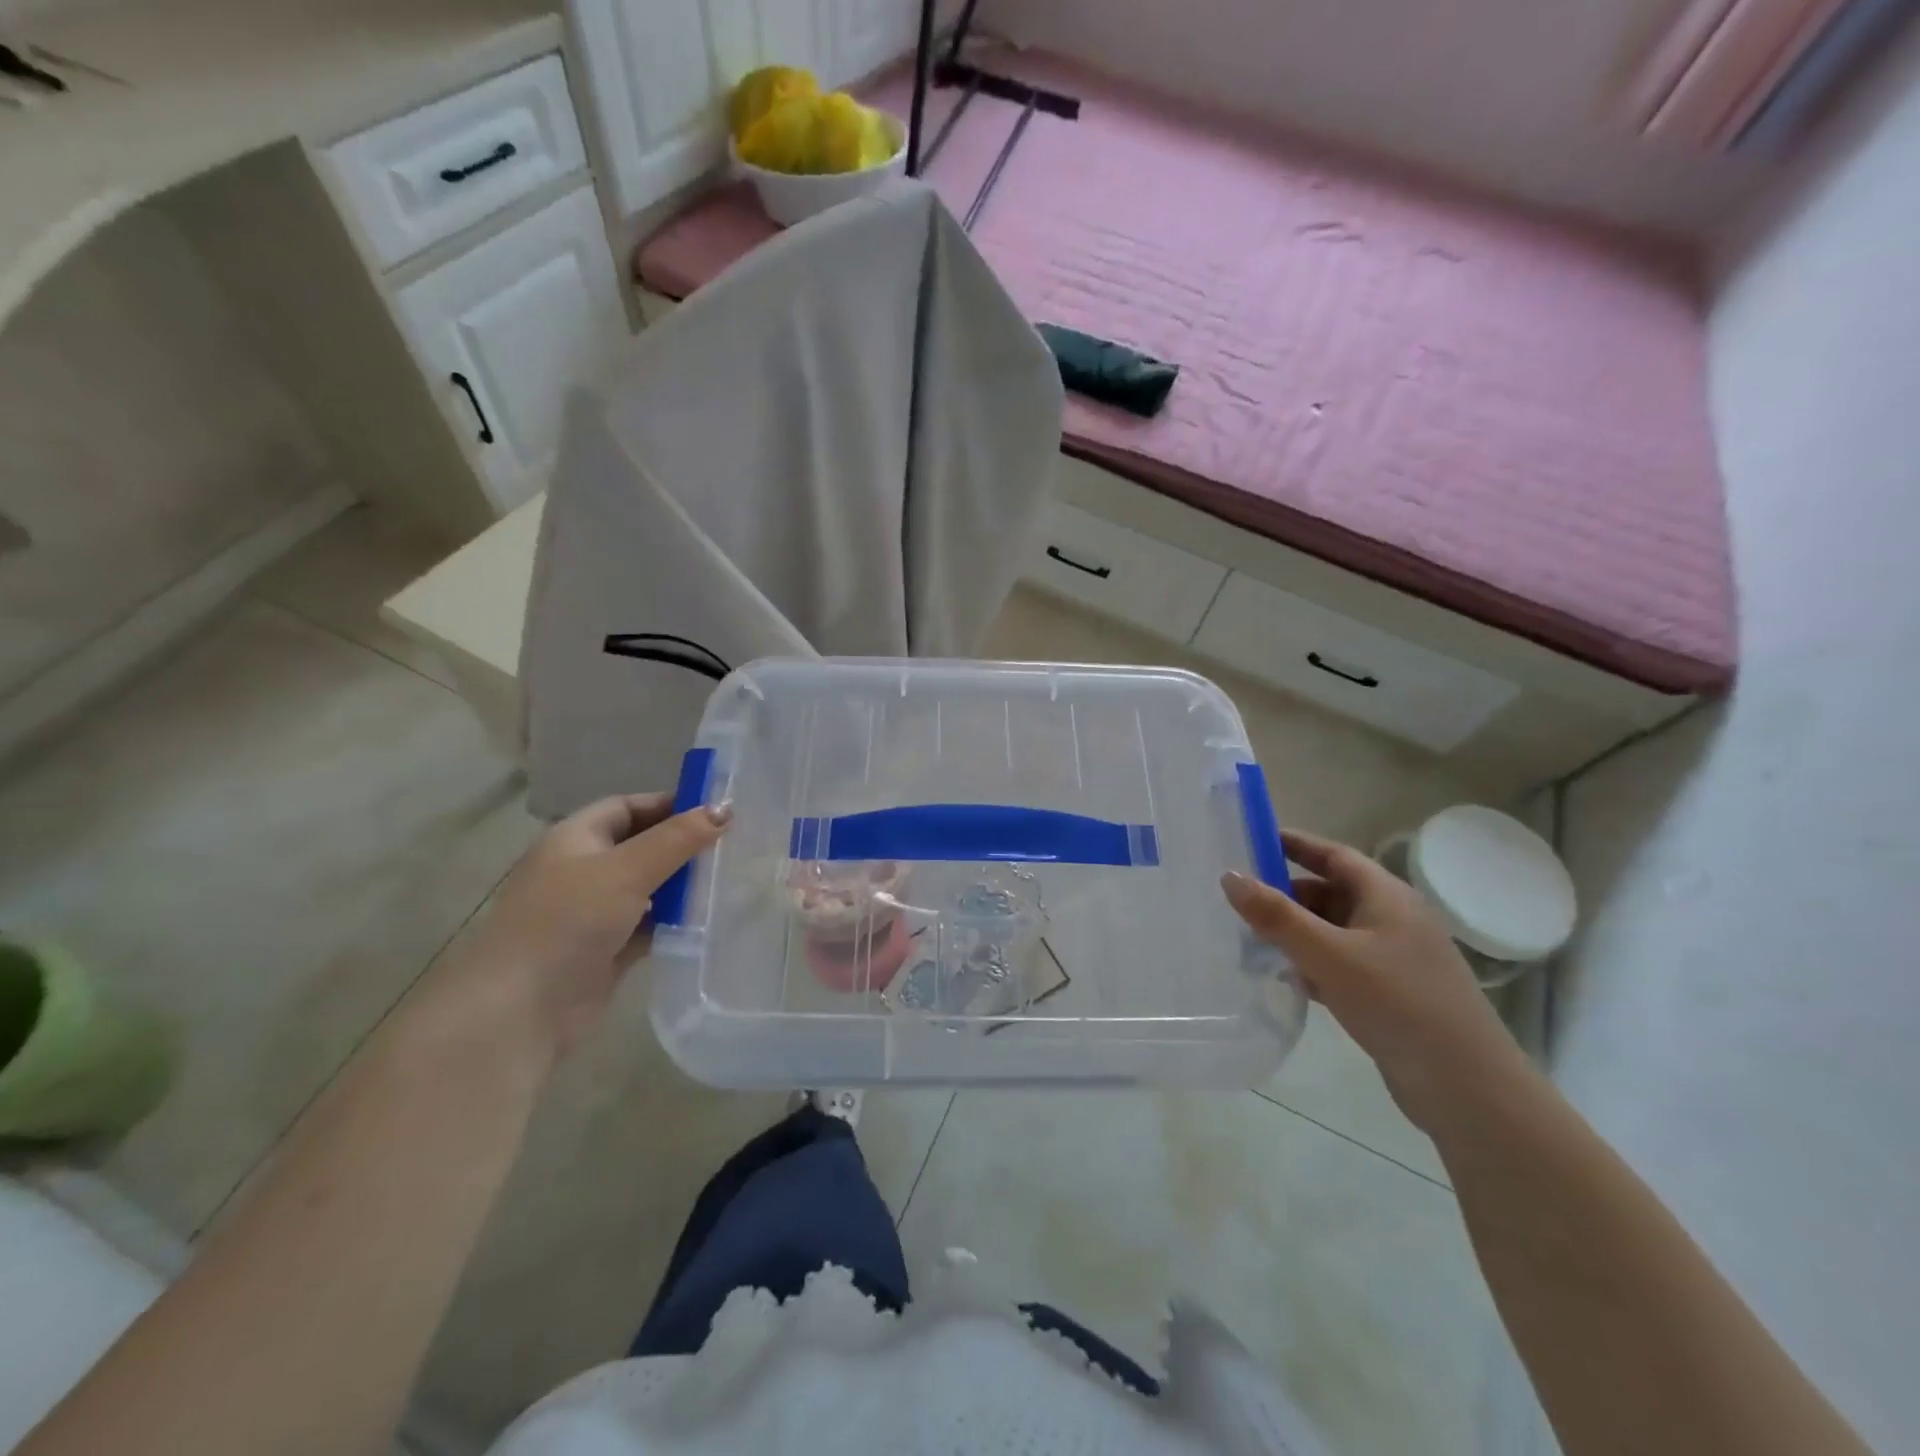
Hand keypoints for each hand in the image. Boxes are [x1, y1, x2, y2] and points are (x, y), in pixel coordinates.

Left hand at [450, 793, 730, 1057]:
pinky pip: (647, 925)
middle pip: (640, 846)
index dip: (668, 804)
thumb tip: (725, 808)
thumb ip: (678, 838)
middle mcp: (581, 870)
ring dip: (681, 886)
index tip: (716, 812)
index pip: (627, 806)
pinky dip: (673, 921)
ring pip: (646, 888)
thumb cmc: (570, 920)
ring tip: (727, 881)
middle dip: (681, 846)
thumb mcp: (628, 869)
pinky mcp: (604, 950)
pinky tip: (706, 920)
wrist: (522, 1007)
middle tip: (731, 847)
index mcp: (574, 839)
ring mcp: (591, 912)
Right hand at [1222, 829, 1528, 1132]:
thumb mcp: (1329, 955)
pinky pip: (1339, 963)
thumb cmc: (1398, 1004)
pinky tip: (1282, 977)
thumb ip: (1277, 916)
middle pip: (1330, 892)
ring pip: (1332, 931)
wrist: (1467, 1088)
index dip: (1294, 844)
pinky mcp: (1389, 993)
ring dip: (1294, 932)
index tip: (1251, 840)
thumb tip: (1229, 876)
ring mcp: (1393, 958)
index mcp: (1387, 896)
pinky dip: (1310, 963)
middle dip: (1285, 894)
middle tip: (1237, 899)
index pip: (1334, 854)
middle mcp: (1392, 919)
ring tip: (1247, 938)